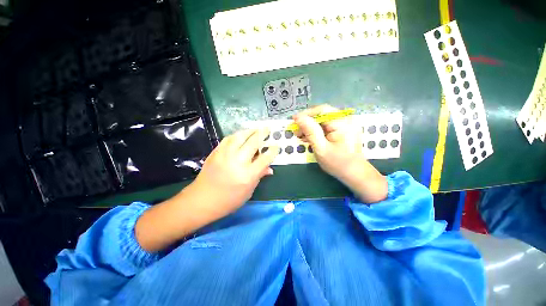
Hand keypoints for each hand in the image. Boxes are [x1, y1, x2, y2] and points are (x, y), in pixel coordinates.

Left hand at [192, 128, 278, 218]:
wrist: (202, 200)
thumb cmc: (229, 200)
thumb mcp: (248, 191)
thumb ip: (259, 176)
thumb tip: (270, 169)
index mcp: (248, 175)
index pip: (265, 158)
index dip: (272, 151)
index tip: (276, 146)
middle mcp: (238, 162)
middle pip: (253, 143)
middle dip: (262, 134)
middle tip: (267, 129)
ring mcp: (225, 155)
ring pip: (240, 137)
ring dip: (249, 131)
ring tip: (255, 129)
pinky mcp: (216, 152)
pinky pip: (228, 139)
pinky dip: (237, 135)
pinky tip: (241, 135)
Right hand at [293, 105, 387, 202]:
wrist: (354, 173)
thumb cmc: (338, 163)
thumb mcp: (321, 148)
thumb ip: (310, 131)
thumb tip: (298, 118)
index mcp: (342, 123)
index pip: (321, 110)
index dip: (306, 114)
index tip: (293, 121)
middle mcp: (346, 119)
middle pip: (322, 114)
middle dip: (307, 122)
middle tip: (296, 132)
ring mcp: (346, 124)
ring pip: (323, 120)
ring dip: (310, 127)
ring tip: (301, 136)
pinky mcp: (343, 129)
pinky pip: (327, 125)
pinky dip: (317, 130)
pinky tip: (309, 137)